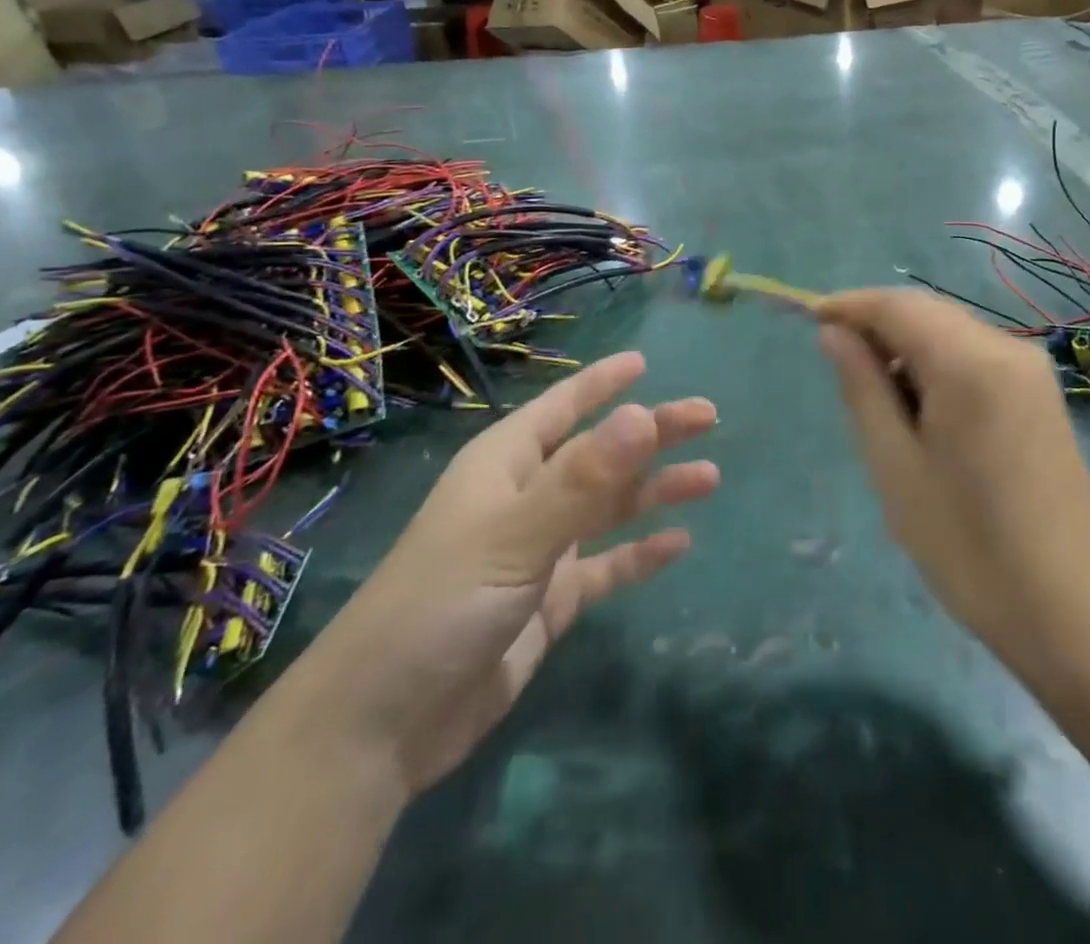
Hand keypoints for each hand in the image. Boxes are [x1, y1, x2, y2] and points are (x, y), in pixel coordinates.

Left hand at [303, 352, 717, 794]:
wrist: (381, 728)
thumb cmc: (439, 606)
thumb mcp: (514, 535)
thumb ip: (583, 479)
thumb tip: (644, 413)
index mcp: (505, 465)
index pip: (562, 407)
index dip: (602, 382)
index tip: (644, 361)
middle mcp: (525, 498)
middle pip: (600, 453)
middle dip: (652, 434)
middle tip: (708, 418)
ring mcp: (538, 551)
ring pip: (609, 507)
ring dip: (655, 490)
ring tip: (708, 478)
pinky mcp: (550, 601)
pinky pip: (606, 566)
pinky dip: (640, 553)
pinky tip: (678, 544)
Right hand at [817, 290, 1089, 685]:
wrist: (1073, 611)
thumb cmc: (969, 545)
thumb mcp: (896, 466)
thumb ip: (863, 387)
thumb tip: (834, 333)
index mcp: (970, 362)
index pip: (898, 305)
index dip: (849, 306)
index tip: (808, 322)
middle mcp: (1008, 347)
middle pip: (928, 311)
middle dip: (878, 326)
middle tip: (837, 366)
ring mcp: (1032, 369)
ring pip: (952, 332)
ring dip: (908, 347)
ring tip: (876, 399)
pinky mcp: (1041, 393)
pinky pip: (976, 357)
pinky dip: (939, 366)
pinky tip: (922, 409)